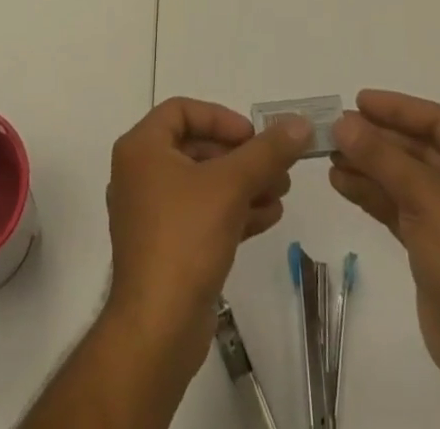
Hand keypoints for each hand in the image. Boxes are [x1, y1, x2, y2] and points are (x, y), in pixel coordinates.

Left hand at [104, 98, 310, 366]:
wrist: (157, 329)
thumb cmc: (185, 238)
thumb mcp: (231, 185)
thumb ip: (266, 151)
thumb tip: (299, 123)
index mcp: (141, 148)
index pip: (182, 111)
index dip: (221, 118)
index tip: (253, 136)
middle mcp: (140, 173)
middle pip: (196, 148)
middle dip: (241, 157)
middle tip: (276, 166)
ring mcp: (150, 213)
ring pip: (203, 184)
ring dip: (243, 184)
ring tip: (281, 192)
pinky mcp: (164, 247)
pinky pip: (201, 215)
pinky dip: (232, 211)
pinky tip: (269, 217)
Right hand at [330, 91, 439, 417]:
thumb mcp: (426, 197)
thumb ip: (381, 156)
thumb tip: (342, 122)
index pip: (437, 122)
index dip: (397, 109)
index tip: (358, 101)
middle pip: (417, 149)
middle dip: (376, 140)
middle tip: (335, 129)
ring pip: (403, 178)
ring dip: (368, 166)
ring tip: (328, 155)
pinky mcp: (433, 245)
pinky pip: (398, 206)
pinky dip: (371, 193)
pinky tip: (341, 182)